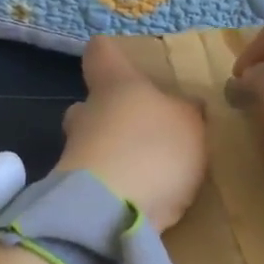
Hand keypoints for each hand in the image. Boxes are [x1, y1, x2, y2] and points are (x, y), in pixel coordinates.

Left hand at [57, 39, 207, 232]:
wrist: (110, 211)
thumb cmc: (153, 147)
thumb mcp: (190, 124)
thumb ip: (187, 113)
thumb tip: (186, 105)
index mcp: (115, 83)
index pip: (101, 52)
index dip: (110, 54)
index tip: (119, 60)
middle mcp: (87, 112)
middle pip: (88, 104)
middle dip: (109, 116)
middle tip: (139, 130)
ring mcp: (74, 154)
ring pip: (89, 144)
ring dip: (111, 155)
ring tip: (145, 174)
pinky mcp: (74, 194)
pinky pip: (95, 182)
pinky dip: (113, 188)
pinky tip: (139, 202)